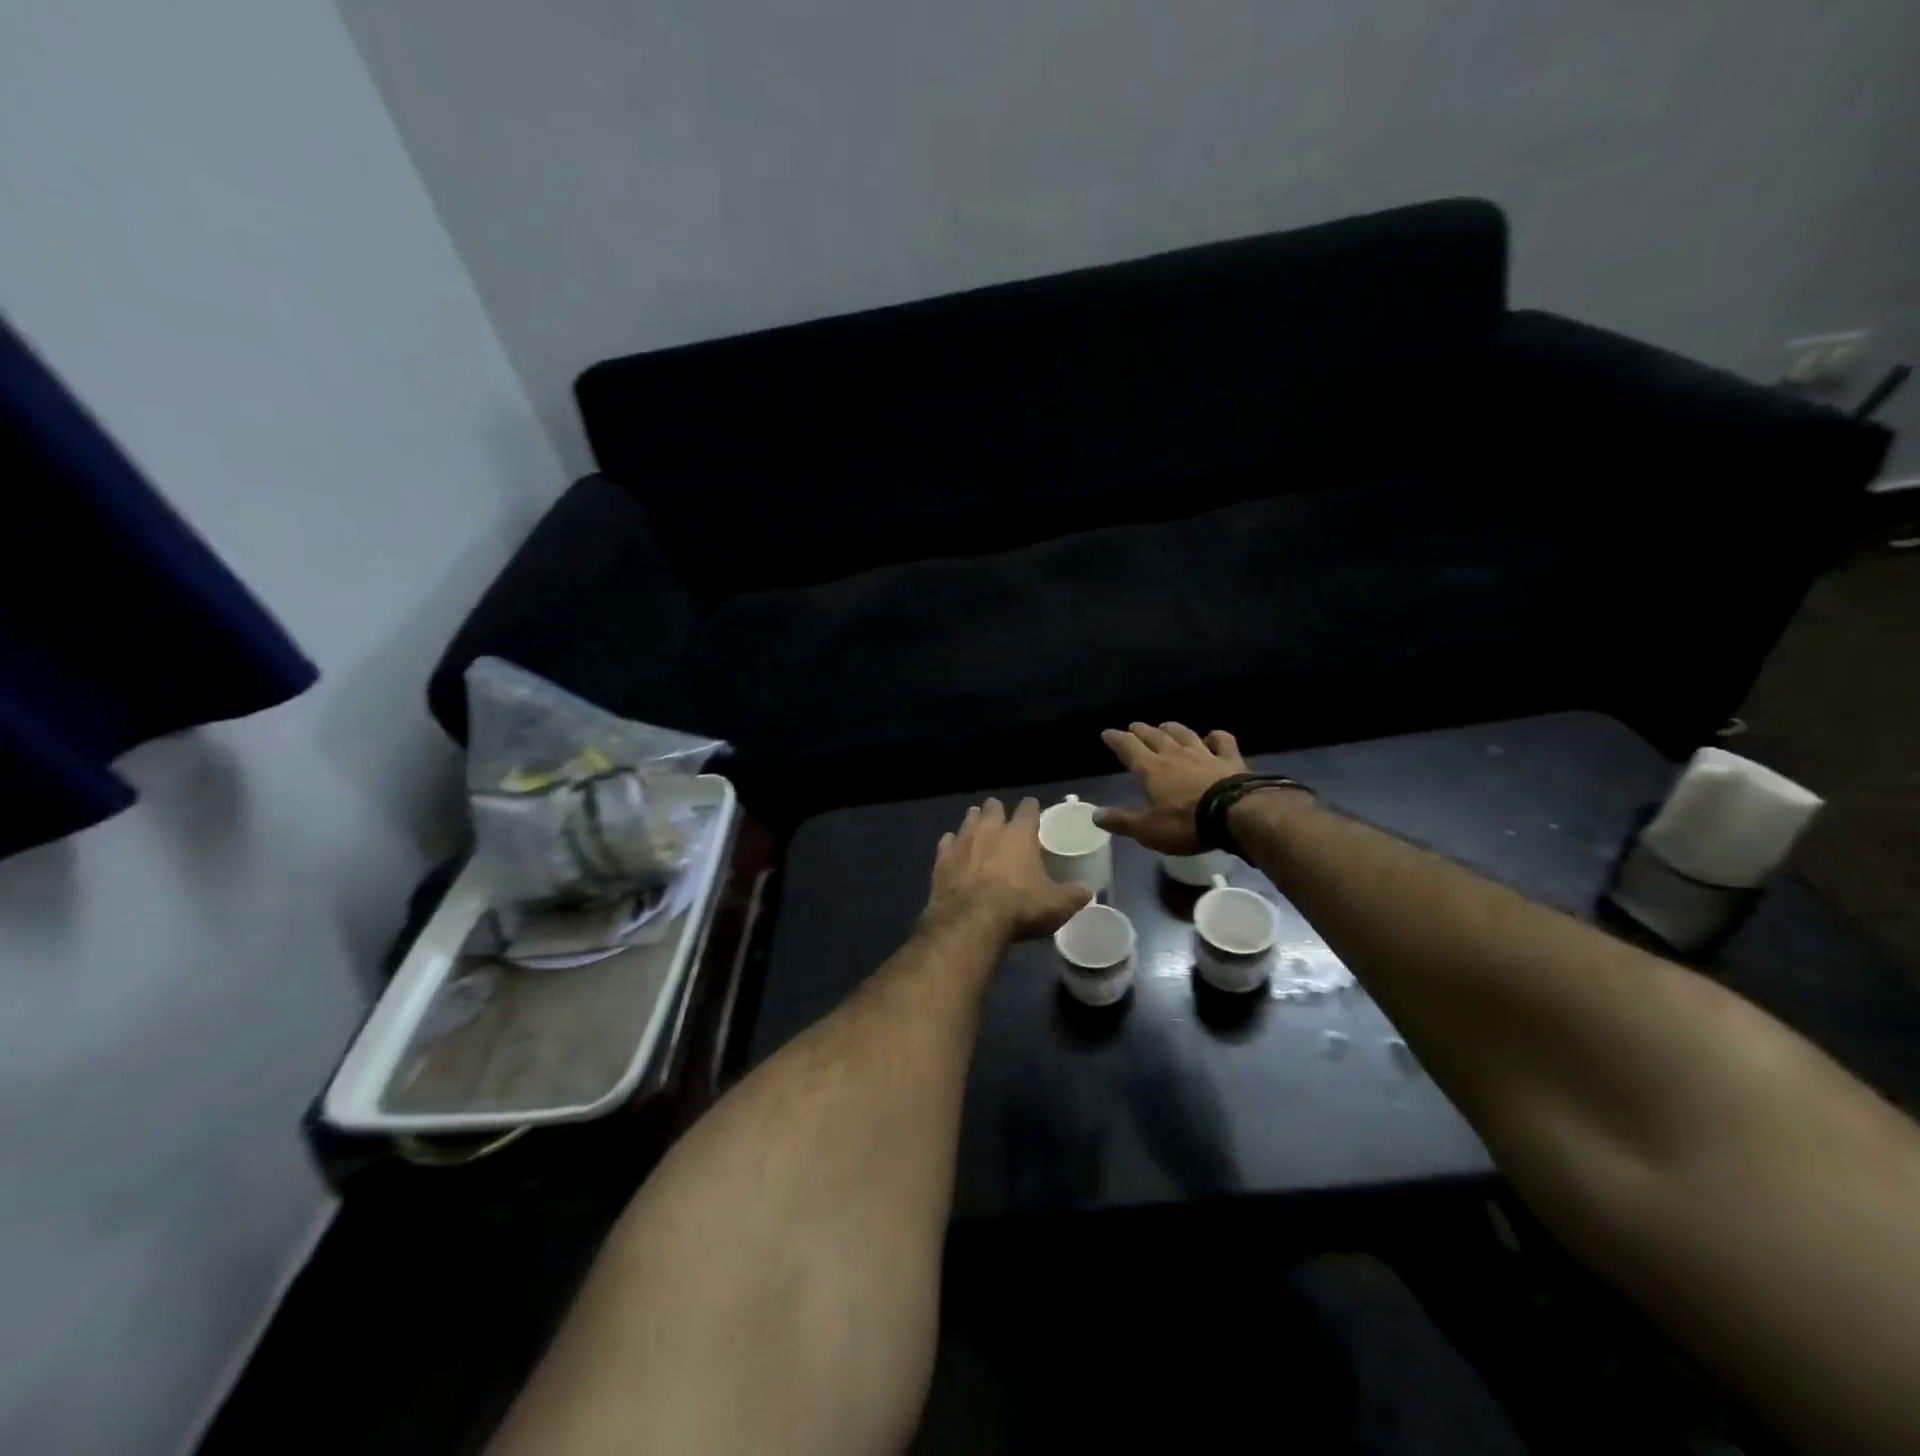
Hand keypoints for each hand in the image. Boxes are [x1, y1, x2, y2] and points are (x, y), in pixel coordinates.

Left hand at [924, 798, 1092, 940]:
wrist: (969, 922)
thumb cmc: (1019, 907)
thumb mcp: (1056, 906)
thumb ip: (1074, 895)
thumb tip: (1088, 892)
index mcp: (1020, 834)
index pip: (1028, 808)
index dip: (1032, 808)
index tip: (1033, 811)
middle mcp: (990, 829)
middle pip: (993, 806)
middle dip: (998, 811)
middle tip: (1003, 823)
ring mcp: (962, 841)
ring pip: (968, 819)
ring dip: (974, 823)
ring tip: (979, 833)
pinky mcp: (942, 859)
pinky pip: (947, 842)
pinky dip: (952, 845)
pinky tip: (954, 853)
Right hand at [1096, 722, 1247, 853]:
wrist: (1235, 814)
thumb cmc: (1186, 823)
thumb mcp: (1148, 830)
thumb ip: (1122, 821)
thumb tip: (1095, 815)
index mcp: (1151, 769)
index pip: (1128, 748)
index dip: (1116, 739)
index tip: (1107, 733)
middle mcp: (1175, 755)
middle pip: (1154, 737)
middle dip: (1141, 731)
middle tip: (1134, 726)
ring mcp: (1204, 754)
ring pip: (1184, 734)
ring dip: (1172, 728)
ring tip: (1165, 725)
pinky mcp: (1230, 760)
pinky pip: (1222, 741)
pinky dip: (1216, 737)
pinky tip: (1213, 737)